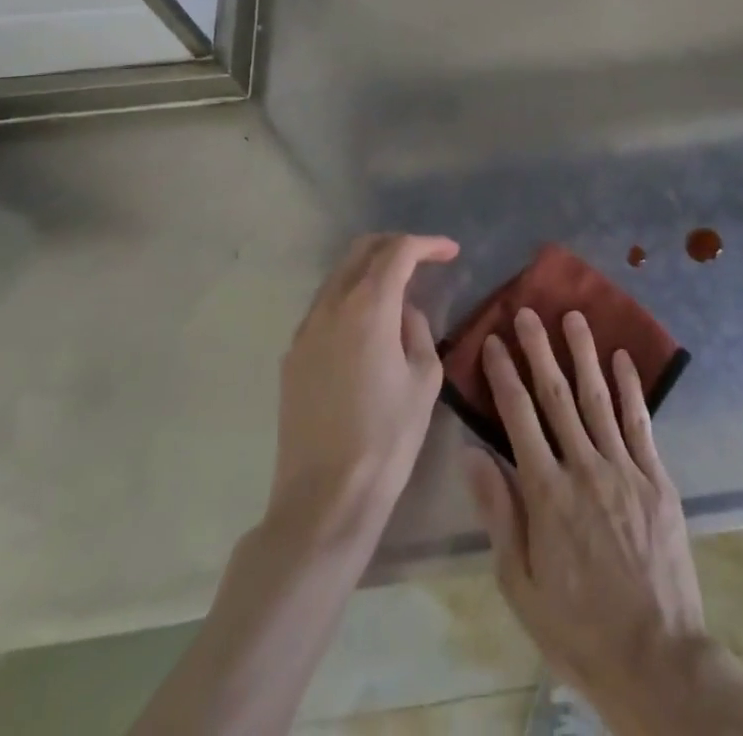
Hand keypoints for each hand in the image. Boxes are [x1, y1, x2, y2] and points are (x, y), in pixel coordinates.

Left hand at [270, 233, 458, 534]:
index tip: (451, 252)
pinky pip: (323, 307)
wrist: (324, 498)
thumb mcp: (424, 379)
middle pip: (361, 251)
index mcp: (369, 308)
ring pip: (338, 276)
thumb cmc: (387, 438)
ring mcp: (305, 331)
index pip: (399, 252)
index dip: (428, 245)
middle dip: (395, 246)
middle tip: (424, 259)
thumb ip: (418, 332)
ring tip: (398, 290)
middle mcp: (331, 308)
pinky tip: (368, 325)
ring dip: (370, 270)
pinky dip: (349, 297)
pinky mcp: (292, 357)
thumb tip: (404, 315)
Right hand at [462, 308, 707, 701]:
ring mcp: (624, 468)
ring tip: (573, 316)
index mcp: (546, 495)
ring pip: (598, 398)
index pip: (519, 419)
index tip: (495, 341)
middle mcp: (584, 468)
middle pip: (557, 397)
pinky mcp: (656, 477)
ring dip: (584, 354)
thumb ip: (499, 514)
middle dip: (540, 350)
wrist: (654, 656)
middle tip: (528, 312)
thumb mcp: (520, 585)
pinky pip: (640, 422)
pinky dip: (630, 387)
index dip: (505, 376)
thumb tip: (472, 455)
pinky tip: (622, 357)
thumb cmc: (577, 628)